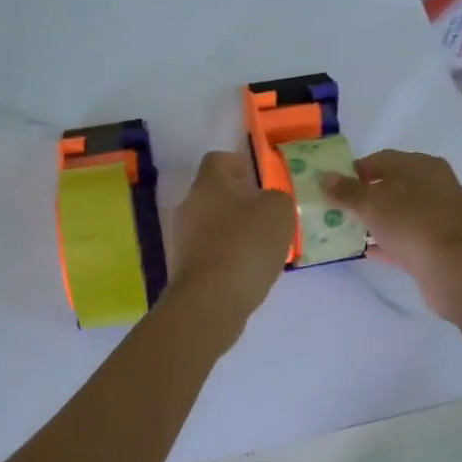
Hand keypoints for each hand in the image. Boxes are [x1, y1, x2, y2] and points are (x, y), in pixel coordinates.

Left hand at [166, 151, 294, 319]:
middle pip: (214, 193)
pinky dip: (227, 255)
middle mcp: (189, 206)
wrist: (210, 302)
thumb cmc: (245, 246)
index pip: (218, 159)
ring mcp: (182, 238)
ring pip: (212, 224)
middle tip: (267, 215)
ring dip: (234, 230)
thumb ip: (277, 198)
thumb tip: (268, 201)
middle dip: (240, 201)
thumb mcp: (279, 212)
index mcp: (208, 184)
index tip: (258, 178)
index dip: (239, 163)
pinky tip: (248, 270)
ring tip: (262, 246)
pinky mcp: (185, 267)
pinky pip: (210, 251)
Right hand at [321, 150, 461, 318]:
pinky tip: (369, 250)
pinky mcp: (444, 241)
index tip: (335, 187)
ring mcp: (443, 214)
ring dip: (378, 219)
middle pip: (393, 185)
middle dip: (366, 196)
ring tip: (352, 229)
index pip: (382, 159)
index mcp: (423, 166)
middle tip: (341, 208)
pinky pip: (410, 235)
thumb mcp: (371, 205)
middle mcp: (437, 184)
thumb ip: (345, 191)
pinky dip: (390, 239)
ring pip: (402, 211)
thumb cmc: (411, 225)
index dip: (355, 171)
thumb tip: (324, 177)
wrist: (453, 270)